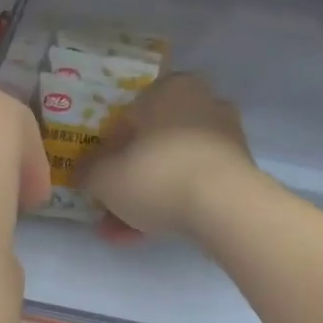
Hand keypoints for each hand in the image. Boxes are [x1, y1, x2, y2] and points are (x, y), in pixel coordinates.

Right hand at [80, 74, 255, 240]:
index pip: (126, 117)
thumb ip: (88, 170)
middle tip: (108, 208)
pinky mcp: (239, 170)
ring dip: (146, 198)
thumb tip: (83, 171)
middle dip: (127, 180)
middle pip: (151, 145)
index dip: (105, 151)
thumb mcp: (105, 176)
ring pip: (171, 168)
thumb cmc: (157, 175)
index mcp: (168, 89)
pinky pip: (193, 185)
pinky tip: (148, 234)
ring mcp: (225, 137)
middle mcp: (201, 103)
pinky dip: (171, 204)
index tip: (96, 177)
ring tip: (122, 233)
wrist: (225, 207)